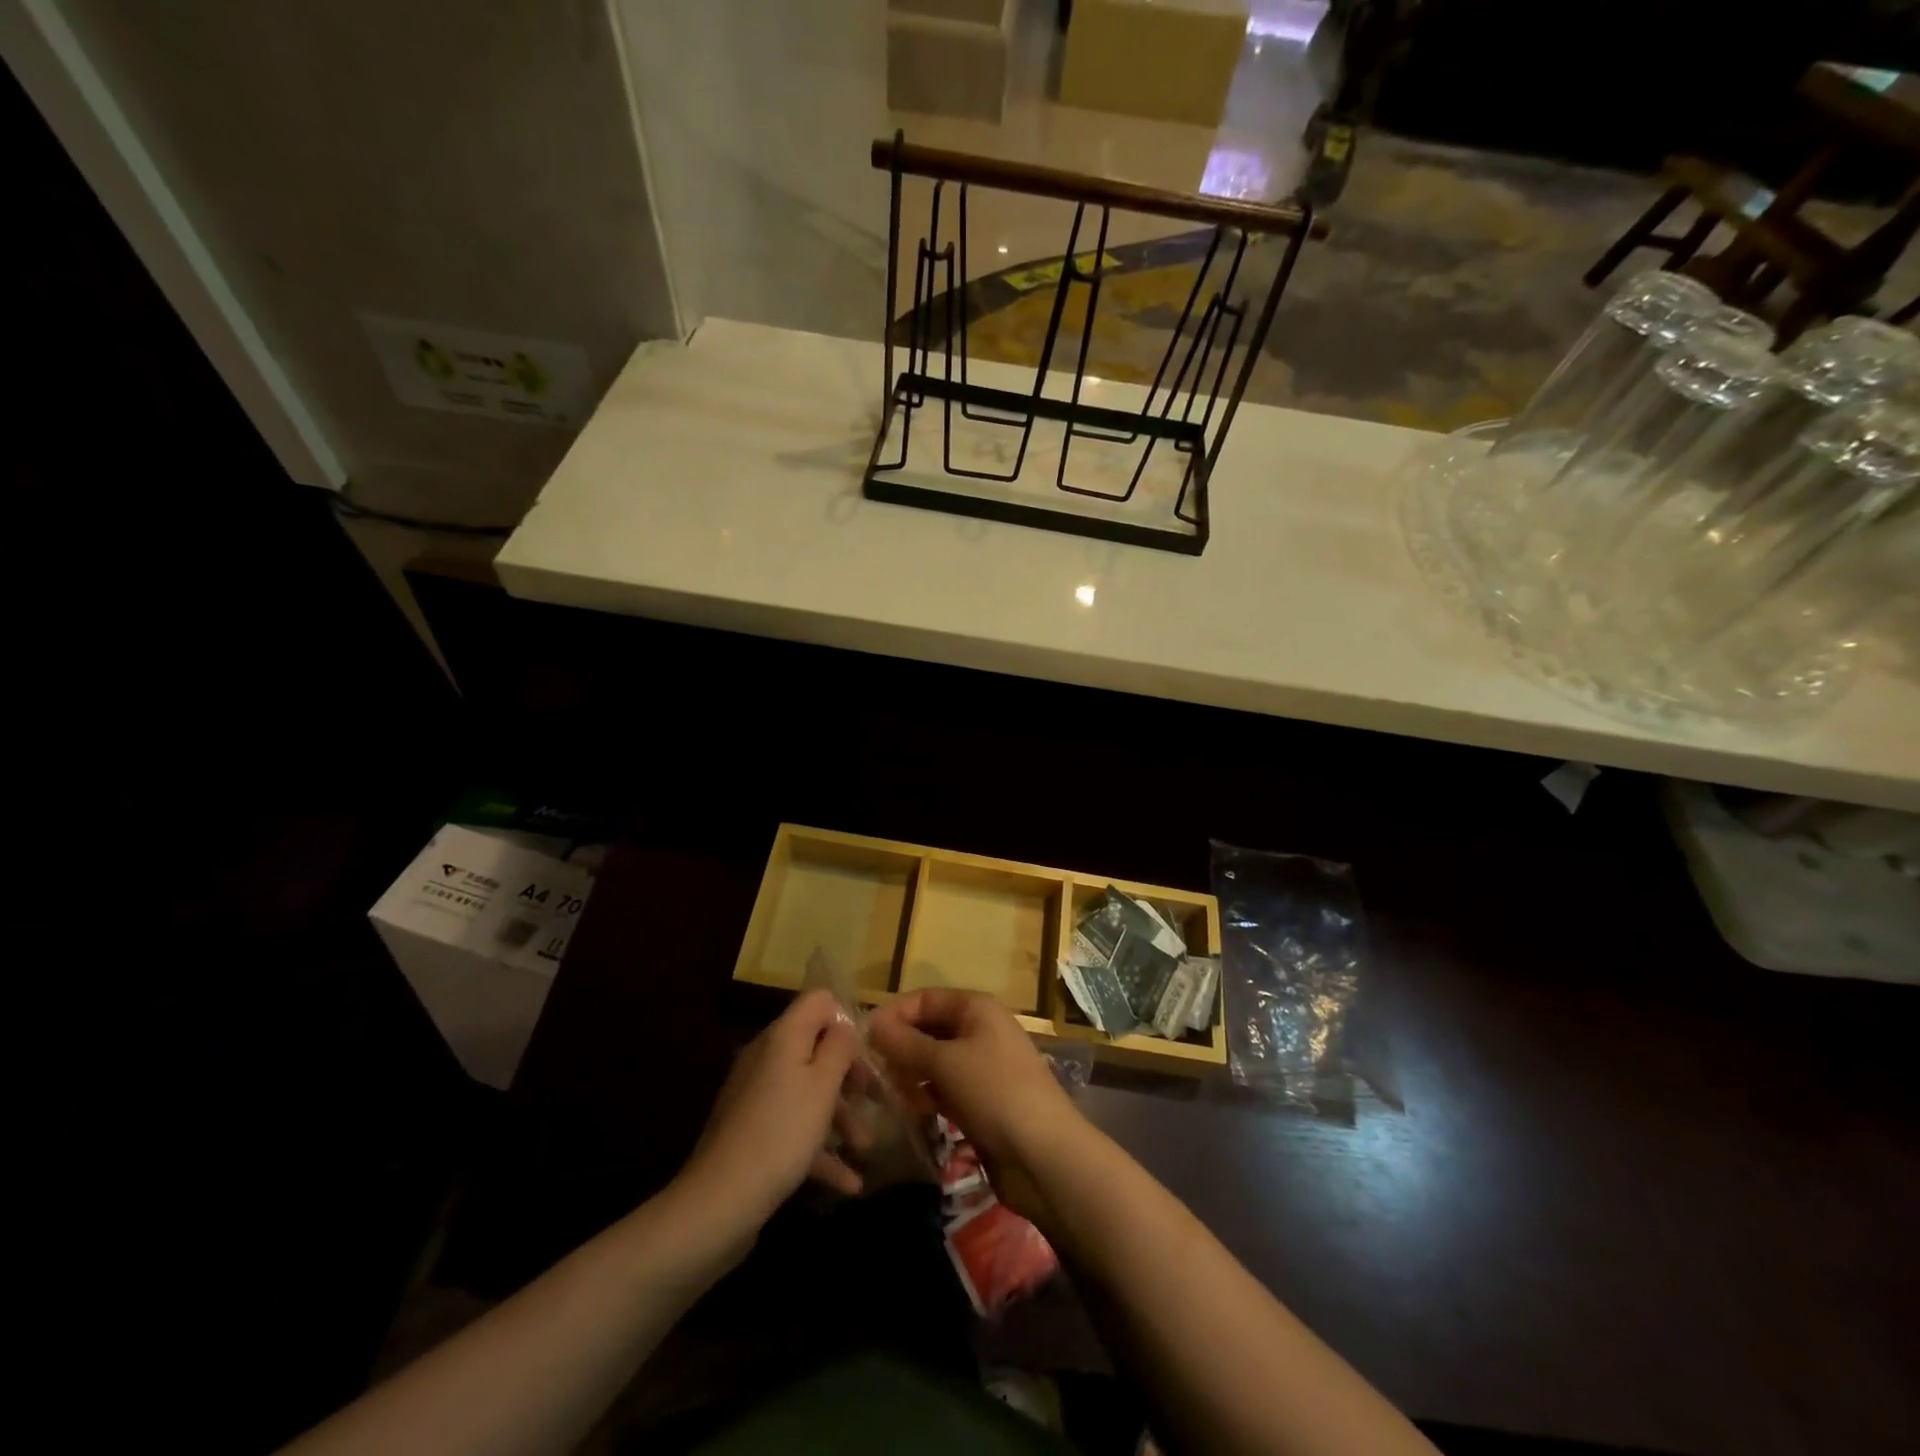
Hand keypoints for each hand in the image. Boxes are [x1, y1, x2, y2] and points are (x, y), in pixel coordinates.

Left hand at [679, 990, 862, 1231]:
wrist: (719, 1202)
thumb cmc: (781, 1133)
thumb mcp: (822, 1085)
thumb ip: (839, 1047)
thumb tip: (843, 1026)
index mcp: (782, 1037)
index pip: (818, 1001)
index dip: (846, 1019)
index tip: (867, 1052)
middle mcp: (767, 1058)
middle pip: (816, 1048)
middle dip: (849, 1073)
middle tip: (876, 1098)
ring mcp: (756, 1097)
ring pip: (807, 1091)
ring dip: (840, 1116)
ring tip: (866, 1147)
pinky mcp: (752, 1133)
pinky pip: (793, 1127)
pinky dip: (819, 1149)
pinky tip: (850, 1183)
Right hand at [869, 989, 1086, 1222]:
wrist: (1044, 1154)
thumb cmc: (994, 1092)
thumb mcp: (945, 1062)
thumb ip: (905, 1043)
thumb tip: (872, 1024)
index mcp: (976, 1008)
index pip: (925, 999)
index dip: (894, 1014)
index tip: (863, 1038)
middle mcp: (980, 1030)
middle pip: (930, 1028)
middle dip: (901, 1046)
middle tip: (869, 1070)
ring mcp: (982, 1066)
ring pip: (935, 1060)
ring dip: (910, 1073)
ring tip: (886, 1093)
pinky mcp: (982, 1100)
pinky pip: (945, 1088)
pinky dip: (926, 1095)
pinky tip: (909, 1111)